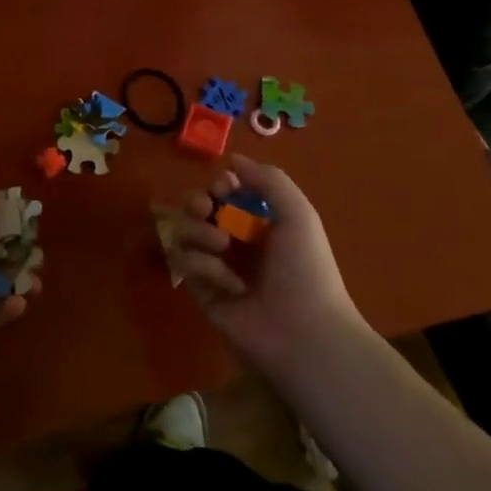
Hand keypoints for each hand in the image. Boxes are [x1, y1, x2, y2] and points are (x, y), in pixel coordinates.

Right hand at [160, 154, 362, 378]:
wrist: (304, 332)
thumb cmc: (306, 269)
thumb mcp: (298, 214)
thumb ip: (268, 180)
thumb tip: (233, 159)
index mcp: (259, 221)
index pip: (225, 191)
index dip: (220, 184)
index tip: (225, 188)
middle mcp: (235, 240)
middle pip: (198, 207)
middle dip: (197, 202)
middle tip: (207, 209)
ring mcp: (216, 265)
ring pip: (184, 231)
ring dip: (197, 231)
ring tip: (220, 245)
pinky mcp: (201, 291)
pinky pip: (184, 263)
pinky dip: (202, 266)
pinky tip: (227, 283)